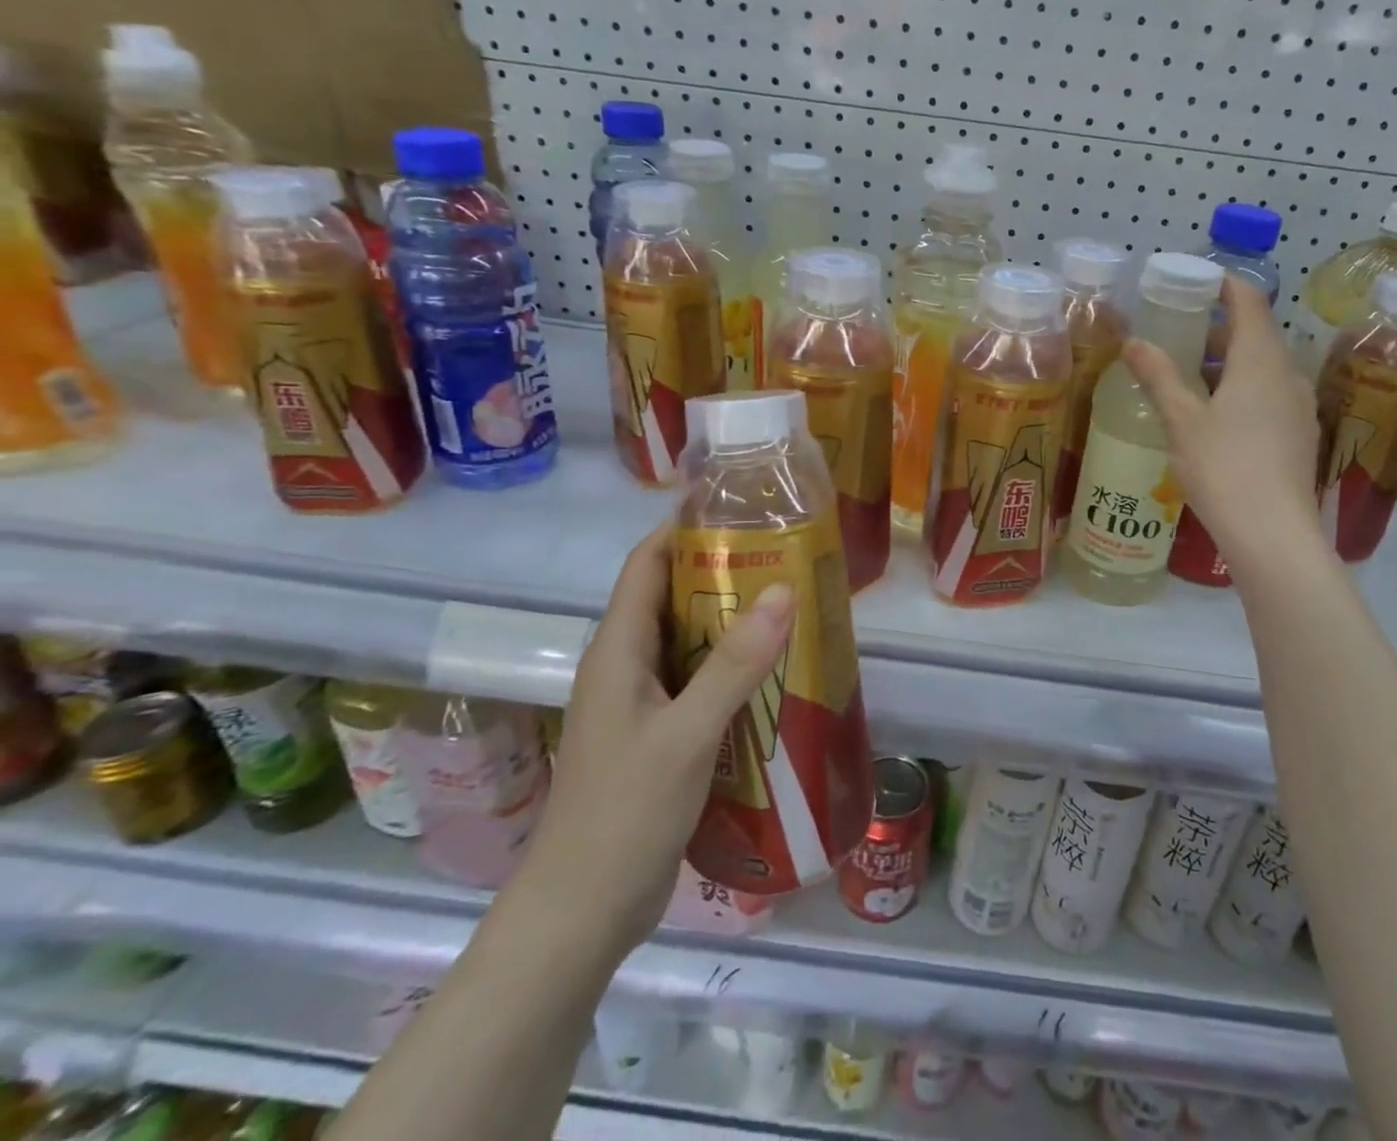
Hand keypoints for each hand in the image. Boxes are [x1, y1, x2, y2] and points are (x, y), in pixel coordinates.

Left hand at [514, 523, 794, 961]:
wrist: (581, 914)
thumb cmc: (624, 814)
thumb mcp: (687, 734)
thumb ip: (734, 664)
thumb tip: (782, 589)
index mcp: (618, 650)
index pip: (647, 564)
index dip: (684, 527)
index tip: (739, 507)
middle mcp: (626, 665)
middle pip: (672, 596)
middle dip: (723, 570)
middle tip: (785, 553)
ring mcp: (641, 703)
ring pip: (689, 640)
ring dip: (732, 619)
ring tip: (791, 602)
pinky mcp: (659, 734)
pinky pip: (698, 680)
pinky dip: (733, 665)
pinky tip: (774, 671)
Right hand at [1124, 275, 1321, 566]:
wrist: (1272, 533)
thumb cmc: (1223, 467)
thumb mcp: (1182, 420)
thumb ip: (1159, 376)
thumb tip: (1133, 342)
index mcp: (1261, 360)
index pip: (1249, 302)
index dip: (1225, 285)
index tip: (1196, 281)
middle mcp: (1289, 374)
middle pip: (1257, 335)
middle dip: (1218, 329)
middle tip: (1178, 334)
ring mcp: (1300, 407)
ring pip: (1264, 368)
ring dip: (1229, 363)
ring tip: (1189, 377)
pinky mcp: (1300, 436)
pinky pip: (1270, 395)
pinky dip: (1242, 390)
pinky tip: (1215, 416)